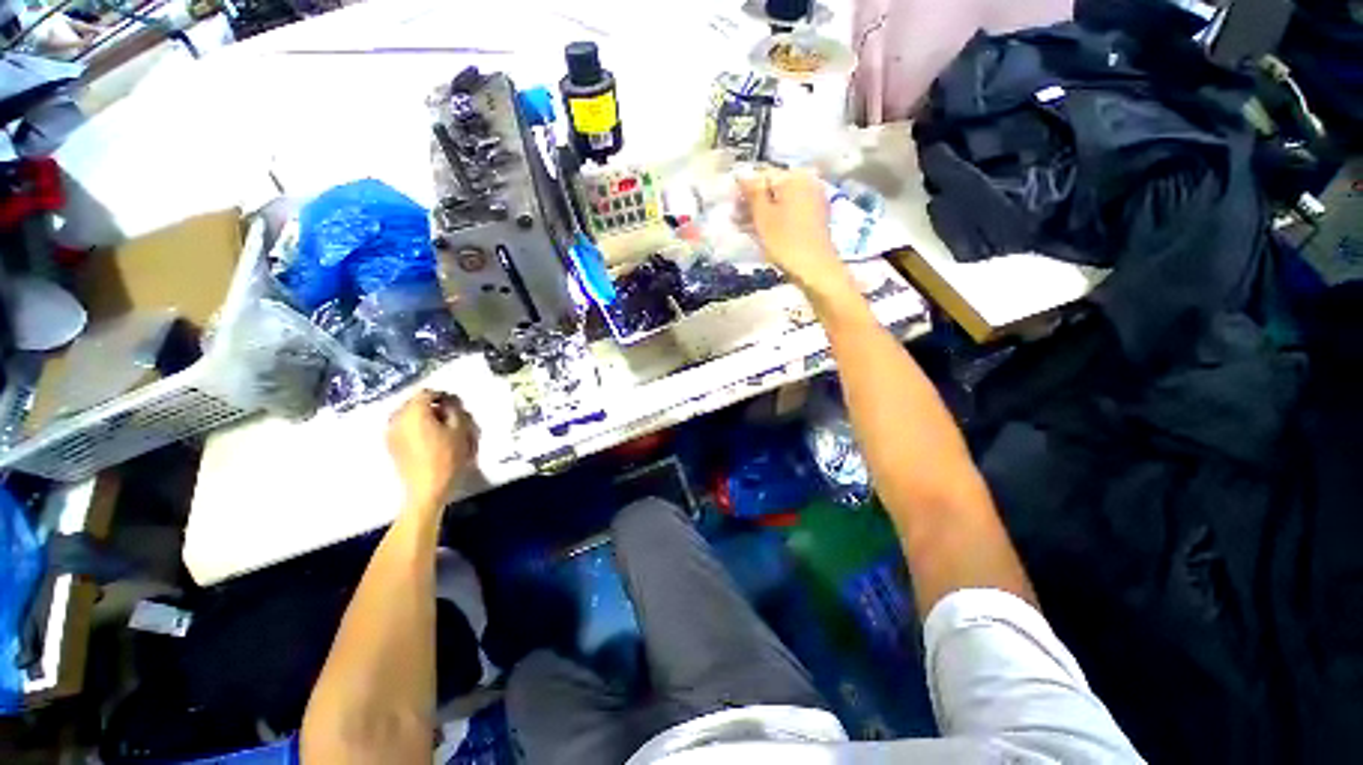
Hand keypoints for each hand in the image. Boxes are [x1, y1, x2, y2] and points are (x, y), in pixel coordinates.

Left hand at [387, 390, 477, 510]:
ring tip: (439, 428)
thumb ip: (455, 410)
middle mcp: (397, 418)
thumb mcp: (460, 429)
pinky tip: (428, 438)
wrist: (427, 488)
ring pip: (407, 415)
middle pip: (414, 403)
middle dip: (432, 406)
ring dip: (423, 417)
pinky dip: (415, 427)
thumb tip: (449, 403)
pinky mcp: (390, 445)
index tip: (456, 405)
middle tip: (450, 416)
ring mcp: (390, 432)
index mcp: (414, 411)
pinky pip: (403, 427)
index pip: (427, 392)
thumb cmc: (447, 456)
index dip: (443, 396)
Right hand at [737, 168, 851, 292]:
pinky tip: (761, 232)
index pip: (761, 175)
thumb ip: (752, 191)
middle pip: (772, 187)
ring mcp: (813, 200)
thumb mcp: (763, 215)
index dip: (743, 190)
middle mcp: (807, 182)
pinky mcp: (814, 217)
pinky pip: (790, 211)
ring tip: (743, 228)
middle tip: (734, 219)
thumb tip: (741, 172)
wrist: (815, 268)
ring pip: (780, 201)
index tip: (730, 207)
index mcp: (794, 176)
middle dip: (752, 202)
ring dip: (761, 212)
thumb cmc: (786, 241)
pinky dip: (775, 219)